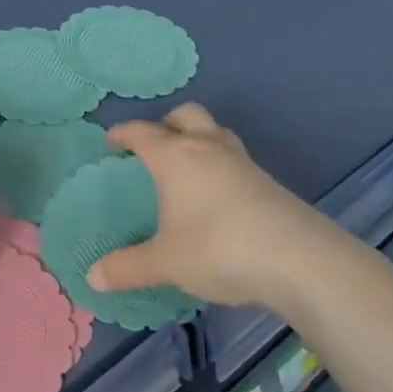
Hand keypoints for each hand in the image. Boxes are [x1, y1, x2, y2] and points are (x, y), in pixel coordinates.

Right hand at [90, 104, 387, 314]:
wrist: (299, 259)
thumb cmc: (218, 248)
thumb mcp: (166, 263)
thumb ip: (128, 267)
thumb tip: (93, 277)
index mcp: (176, 157)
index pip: (143, 132)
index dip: (124, 133)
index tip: (112, 141)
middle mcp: (208, 149)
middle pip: (186, 115)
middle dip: (166, 123)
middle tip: (154, 146)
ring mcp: (242, 163)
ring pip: (216, 132)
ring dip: (198, 139)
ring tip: (187, 166)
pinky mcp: (268, 182)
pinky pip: (235, 159)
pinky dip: (220, 165)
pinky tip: (217, 196)